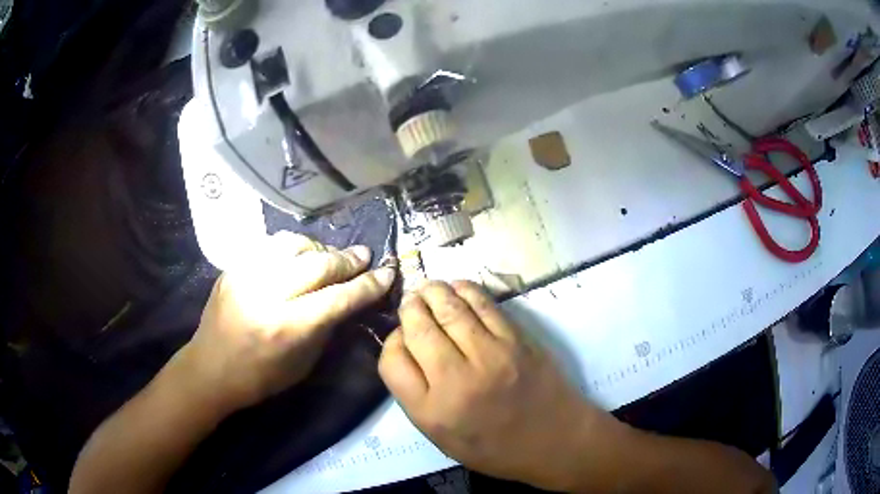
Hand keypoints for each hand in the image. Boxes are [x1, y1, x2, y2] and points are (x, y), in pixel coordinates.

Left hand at [174, 233, 395, 414]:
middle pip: (318, 264)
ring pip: (293, 244)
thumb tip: (348, 298)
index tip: (386, 273)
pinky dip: (292, 247)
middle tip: (364, 255)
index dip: (367, 285)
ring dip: (319, 248)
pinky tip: (299, 256)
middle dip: (347, 259)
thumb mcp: (303, 365)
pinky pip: (270, 244)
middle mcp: (266, 294)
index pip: (337, 297)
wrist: (209, 369)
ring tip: (330, 256)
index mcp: (286, 328)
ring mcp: (246, 275)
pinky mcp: (233, 266)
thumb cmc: (260, 378)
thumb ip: (326, 328)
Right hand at [379, 281, 604, 490]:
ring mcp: (489, 355)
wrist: (554, 440)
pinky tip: (456, 287)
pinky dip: (464, 289)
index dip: (391, 342)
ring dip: (432, 292)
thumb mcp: (442, 438)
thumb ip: (416, 397)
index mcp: (431, 411)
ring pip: (448, 308)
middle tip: (410, 304)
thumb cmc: (495, 448)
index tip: (401, 339)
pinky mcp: (515, 339)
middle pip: (417, 328)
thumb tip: (406, 348)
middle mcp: (455, 380)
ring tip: (427, 289)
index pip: (392, 360)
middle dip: (408, 309)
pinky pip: (483, 304)